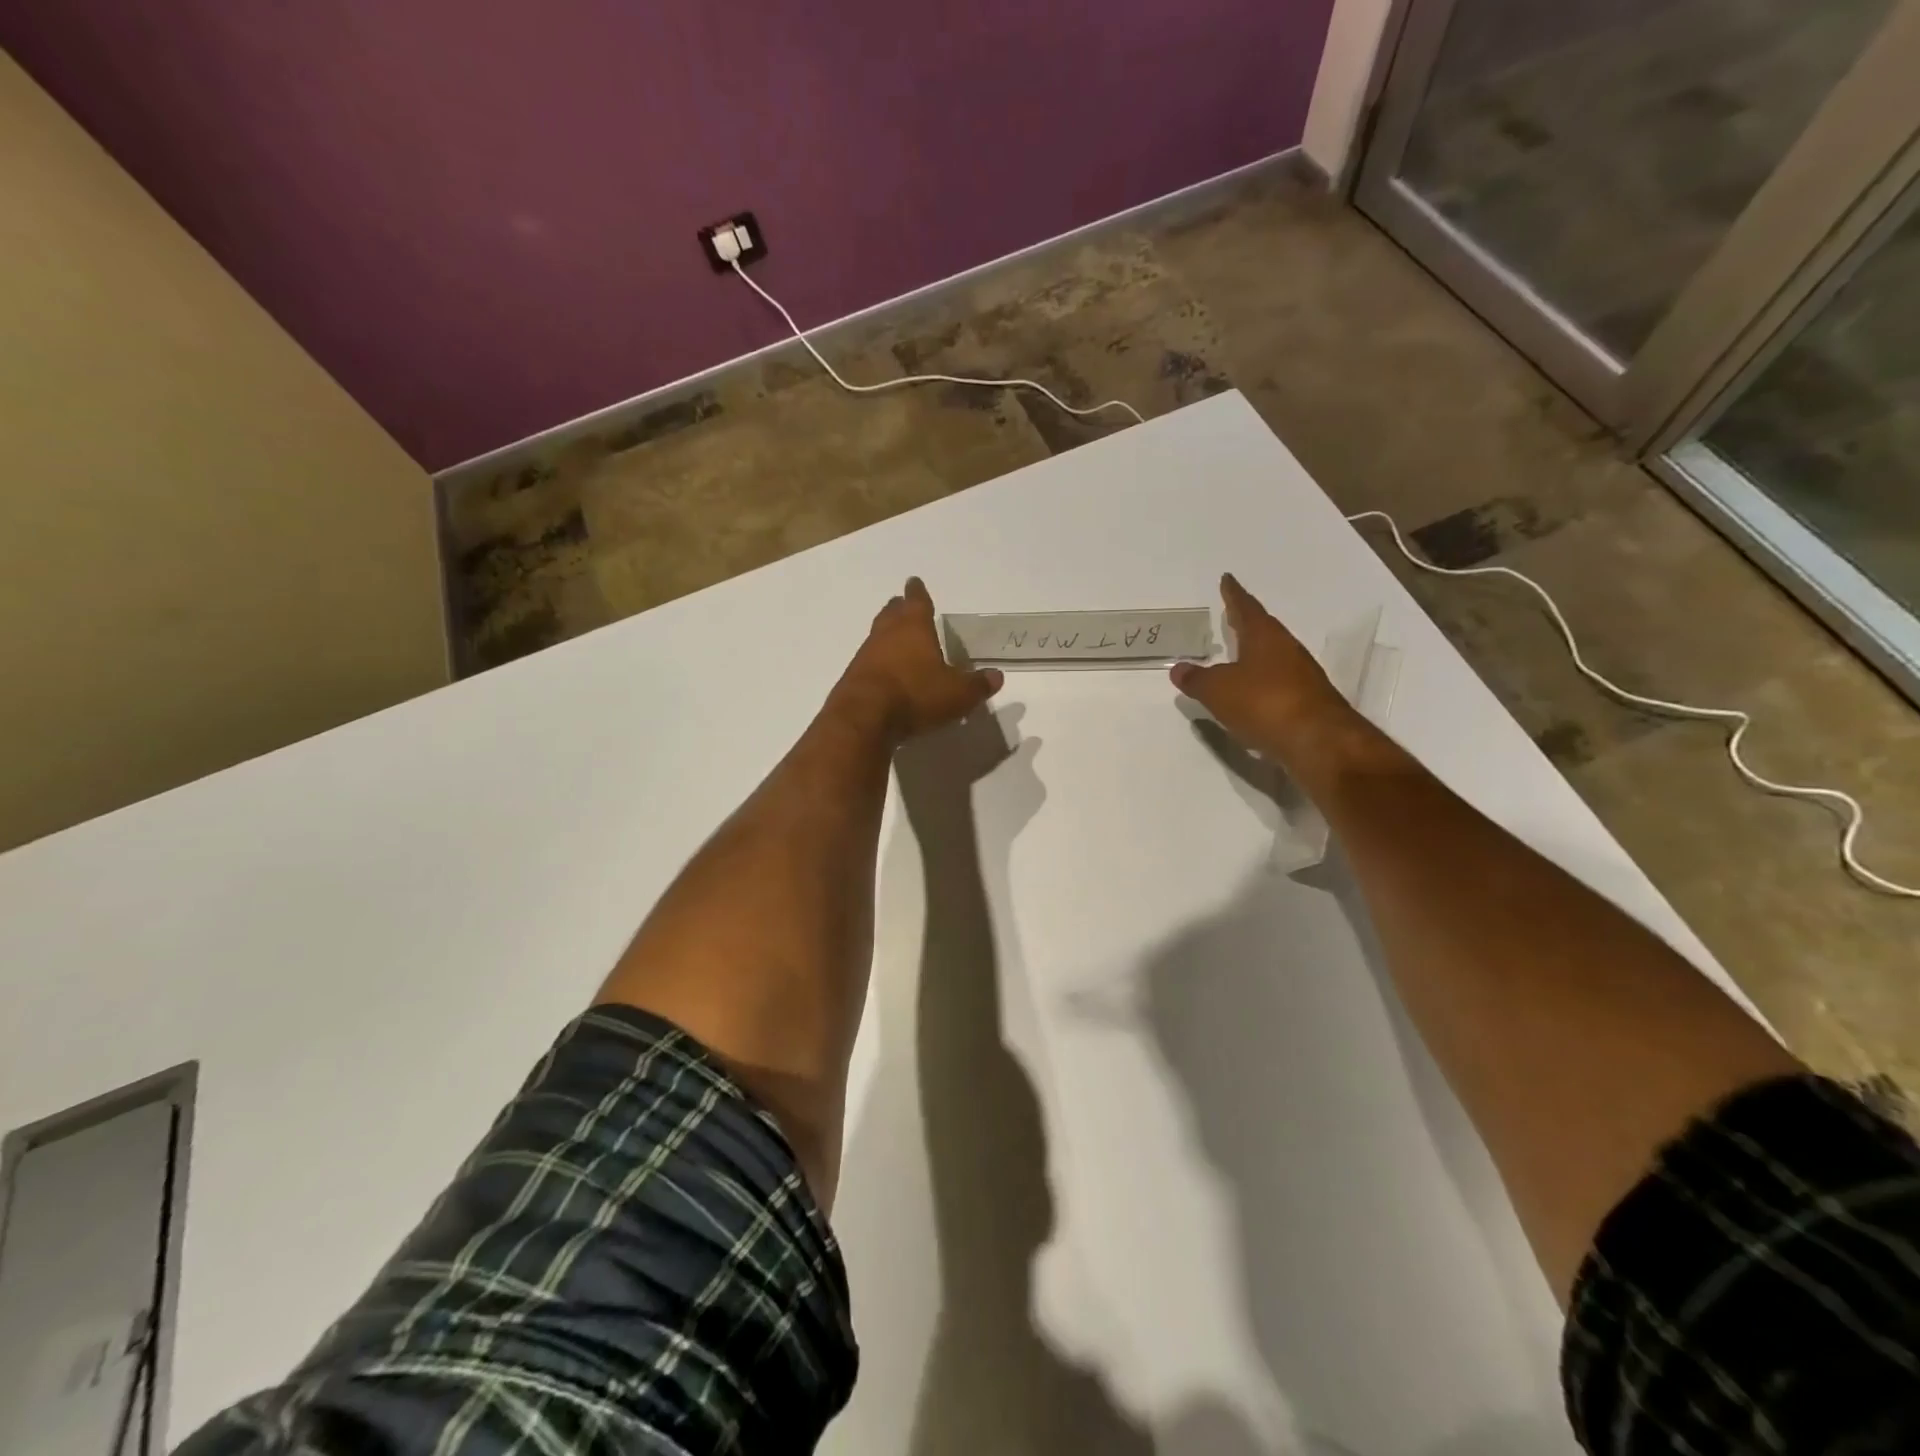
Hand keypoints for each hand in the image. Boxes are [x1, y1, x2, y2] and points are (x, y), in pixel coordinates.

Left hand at [833, 578, 1003, 743]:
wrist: (864, 717)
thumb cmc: (915, 694)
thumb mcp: (957, 693)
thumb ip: (977, 684)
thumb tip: (997, 676)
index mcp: (914, 627)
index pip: (917, 601)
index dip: (918, 592)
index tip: (914, 582)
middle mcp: (887, 633)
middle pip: (892, 613)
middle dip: (899, 607)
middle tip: (902, 603)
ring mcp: (866, 654)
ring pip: (878, 635)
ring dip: (886, 633)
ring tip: (895, 637)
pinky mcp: (853, 677)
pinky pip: (869, 660)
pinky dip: (878, 660)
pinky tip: (885, 671)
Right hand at [1170, 573, 1356, 763]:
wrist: (1317, 740)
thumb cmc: (1263, 703)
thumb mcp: (1217, 690)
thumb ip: (1196, 679)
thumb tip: (1179, 669)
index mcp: (1264, 637)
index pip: (1246, 608)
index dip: (1234, 594)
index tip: (1228, 579)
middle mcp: (1286, 649)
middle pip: (1263, 630)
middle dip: (1246, 623)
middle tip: (1231, 616)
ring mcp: (1301, 676)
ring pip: (1273, 657)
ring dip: (1255, 655)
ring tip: (1237, 657)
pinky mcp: (1307, 702)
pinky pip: (1278, 684)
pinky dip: (1262, 684)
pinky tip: (1252, 695)